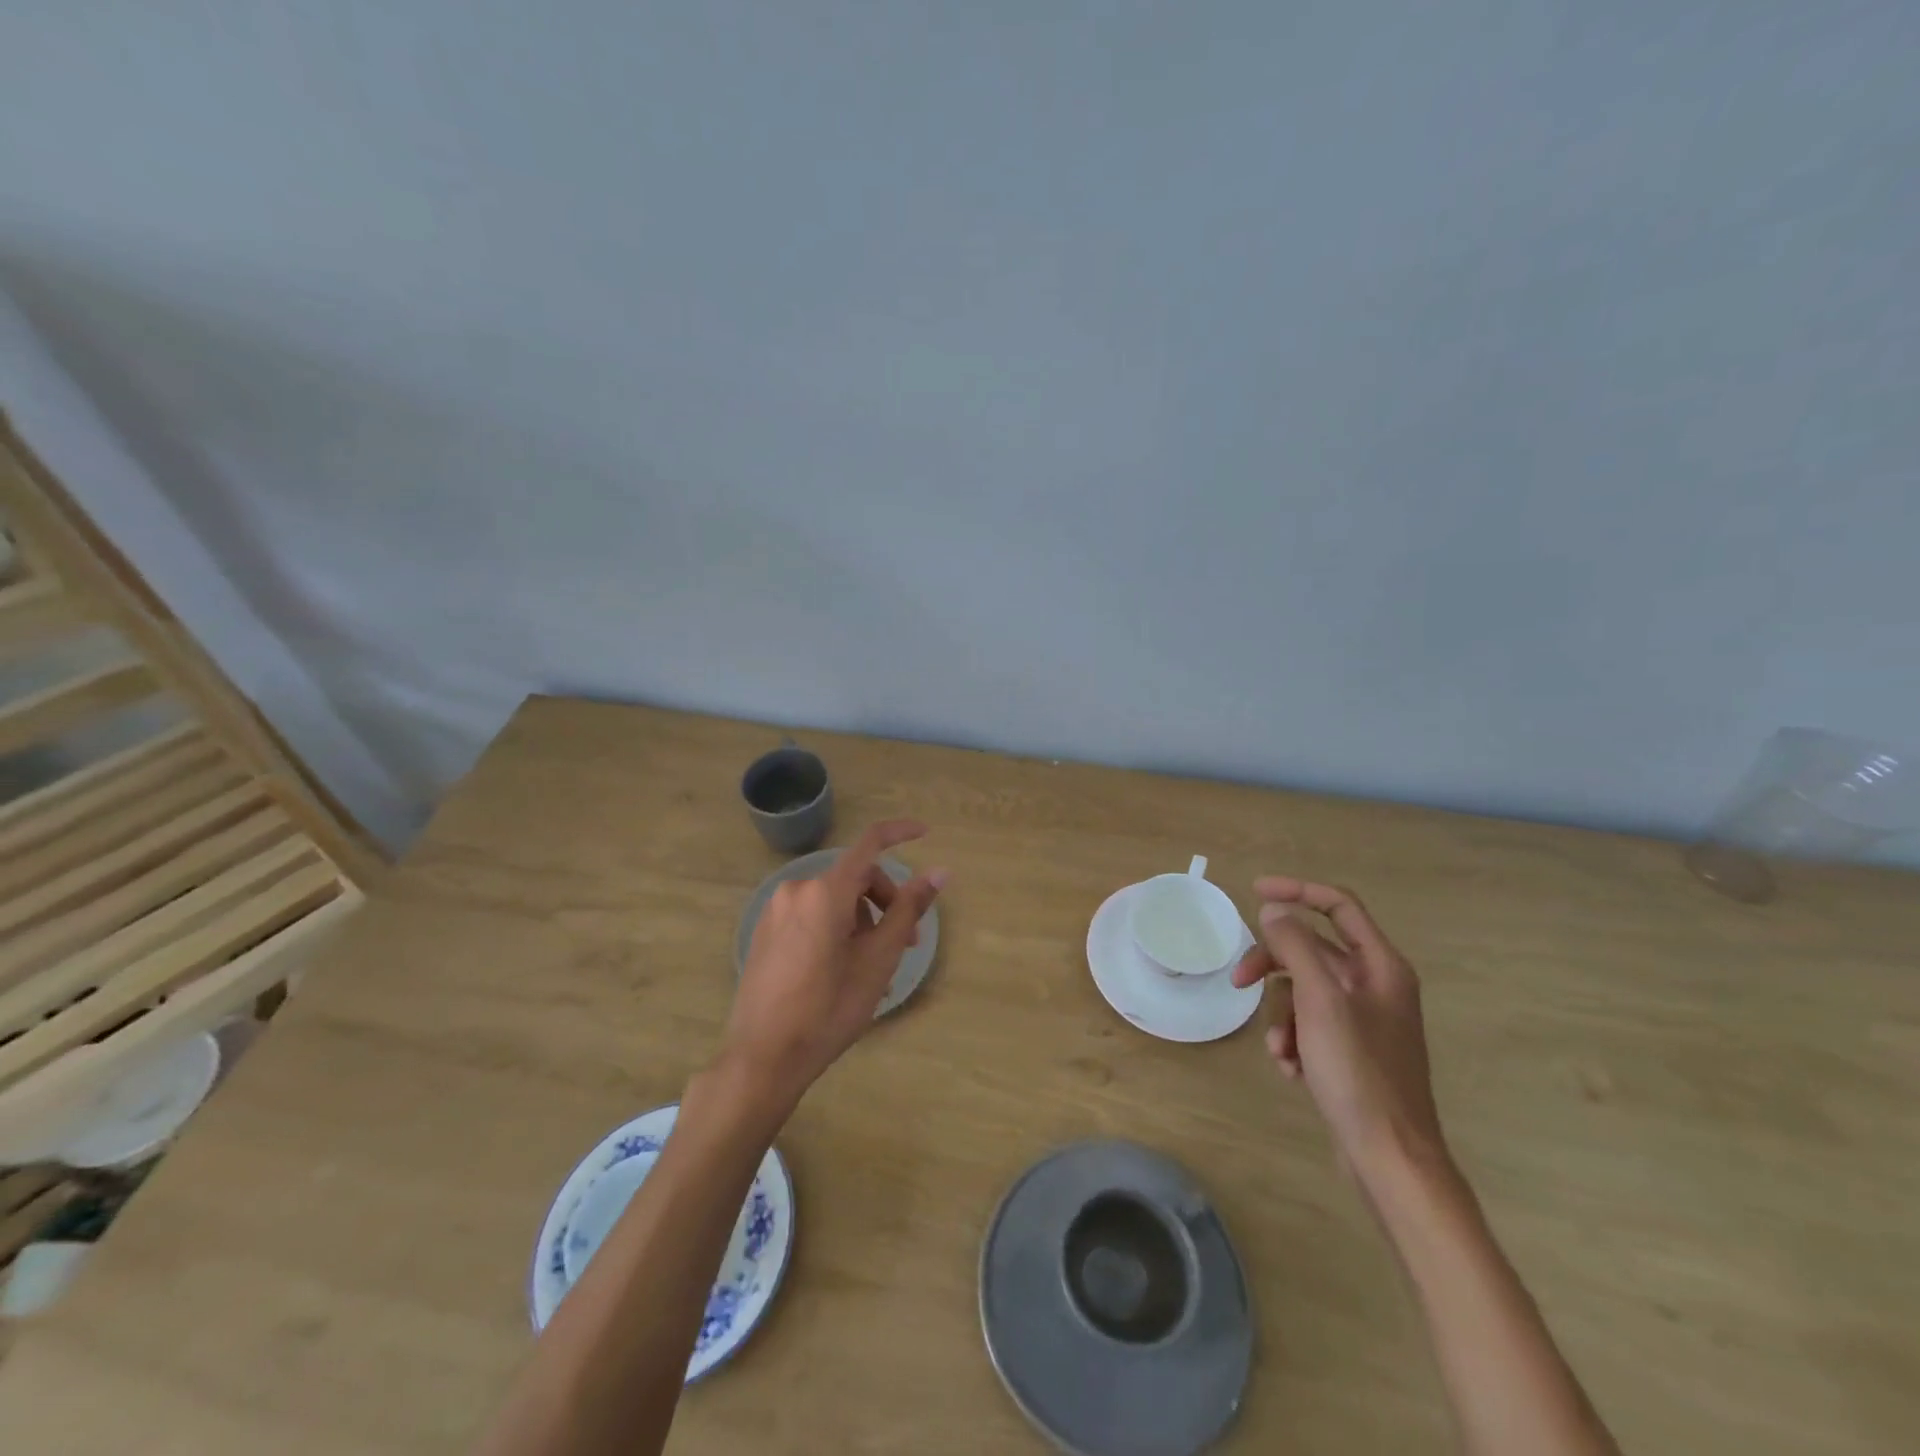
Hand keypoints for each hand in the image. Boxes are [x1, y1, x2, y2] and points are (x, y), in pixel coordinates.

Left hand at [717, 819, 946, 1114]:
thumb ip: (908, 909)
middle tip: (908, 944)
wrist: (762, 1058)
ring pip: (834, 900)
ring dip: (862, 921)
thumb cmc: (829, 1009)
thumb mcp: (878, 960)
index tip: (925, 832)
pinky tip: (844, 970)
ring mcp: (776, 911)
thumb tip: (939, 872)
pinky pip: (812, 916)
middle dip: (886, 902)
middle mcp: (797, 890)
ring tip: (875, 970)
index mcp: (826, 891)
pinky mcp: (765, 931)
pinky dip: (837, 929)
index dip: (900, 832)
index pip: (870, 843)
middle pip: (855, 878)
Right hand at [1231, 877, 1446, 1187]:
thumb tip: (1274, 911)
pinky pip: (1309, 1025)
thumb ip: (1296, 947)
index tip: (1254, 892)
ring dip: (1281, 1015)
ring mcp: (1364, 1021)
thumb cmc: (1358, 1073)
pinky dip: (1293, 1040)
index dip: (1297, 891)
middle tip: (1240, 980)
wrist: (1389, 1159)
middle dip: (1273, 965)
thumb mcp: (1320, 1001)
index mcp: (1380, 966)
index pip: (1338, 905)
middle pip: (1312, 950)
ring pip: (1304, 991)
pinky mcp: (1351, 1051)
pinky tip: (1291, 1069)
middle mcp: (1375, 986)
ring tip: (1280, 1049)